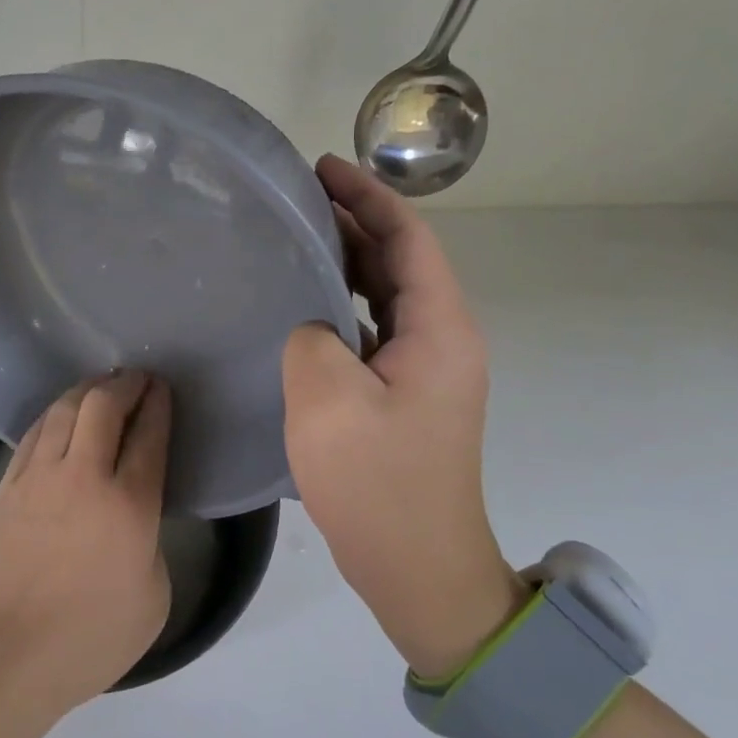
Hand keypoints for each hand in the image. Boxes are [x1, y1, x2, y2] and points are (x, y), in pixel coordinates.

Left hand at [0, 370, 171, 737]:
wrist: (5, 655)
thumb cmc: (89, 638)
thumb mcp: (153, 598)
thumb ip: (151, 543)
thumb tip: (134, 516)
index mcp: (128, 506)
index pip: (149, 436)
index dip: (159, 405)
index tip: (163, 390)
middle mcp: (83, 476)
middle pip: (104, 405)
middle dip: (126, 384)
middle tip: (138, 380)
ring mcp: (39, 477)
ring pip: (64, 409)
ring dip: (88, 390)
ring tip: (102, 388)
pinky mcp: (7, 485)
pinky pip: (34, 432)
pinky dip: (55, 414)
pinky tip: (62, 416)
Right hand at [282, 155, 529, 677]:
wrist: (419, 570)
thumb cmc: (379, 485)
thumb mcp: (327, 402)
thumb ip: (310, 338)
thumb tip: (310, 326)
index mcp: (439, 330)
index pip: (409, 239)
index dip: (368, 196)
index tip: (322, 168)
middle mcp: (442, 340)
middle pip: (399, 261)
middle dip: (354, 221)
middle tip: (296, 198)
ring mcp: (425, 370)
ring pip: (386, 295)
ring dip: (347, 261)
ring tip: (295, 237)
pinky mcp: (404, 395)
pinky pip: (374, 329)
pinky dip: (342, 304)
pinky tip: (303, 304)